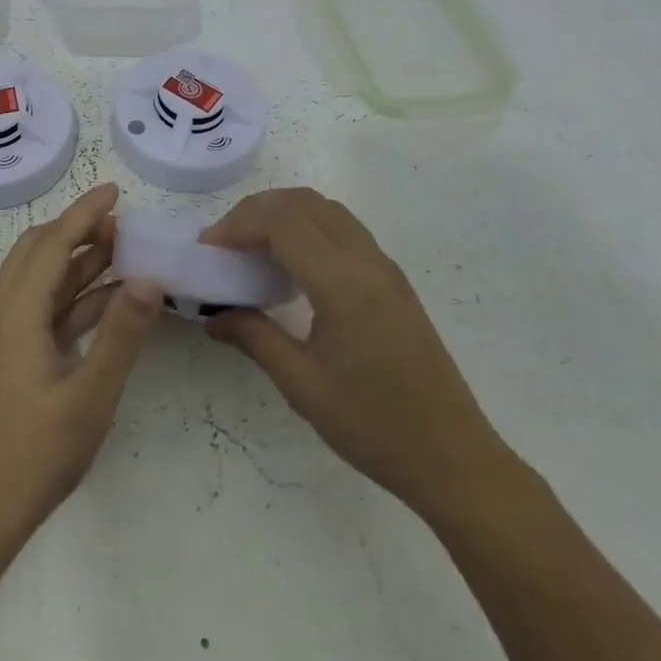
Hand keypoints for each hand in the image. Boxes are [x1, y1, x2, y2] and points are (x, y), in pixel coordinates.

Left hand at [0, 183, 161, 535]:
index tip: (115, 190)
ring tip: (124, 251)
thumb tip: (149, 277)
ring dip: (78, 261)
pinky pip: (45, 308)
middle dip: (78, 230)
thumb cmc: (36, 453)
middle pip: (39, 250)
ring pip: (42, 278)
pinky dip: (75, 295)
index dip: (84, 213)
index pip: (53, 243)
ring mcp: (6, 334)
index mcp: (17, 312)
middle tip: (122, 224)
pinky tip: (110, 299)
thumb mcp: (90, 394)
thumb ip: (122, 334)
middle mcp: (5, 311)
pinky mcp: (12, 354)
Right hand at [201, 187, 518, 518]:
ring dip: (284, 213)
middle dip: (256, 211)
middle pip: (304, 203)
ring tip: (251, 247)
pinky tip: (291, 265)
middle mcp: (367, 261)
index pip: (283, 224)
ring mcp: (384, 267)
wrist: (453, 457)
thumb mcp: (303, 386)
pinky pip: (343, 229)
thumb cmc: (374, 426)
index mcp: (344, 283)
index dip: (239, 225)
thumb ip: (254, 338)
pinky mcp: (393, 280)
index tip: (208, 248)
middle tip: (224, 243)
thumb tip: (213, 316)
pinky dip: (308, 227)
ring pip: (326, 209)